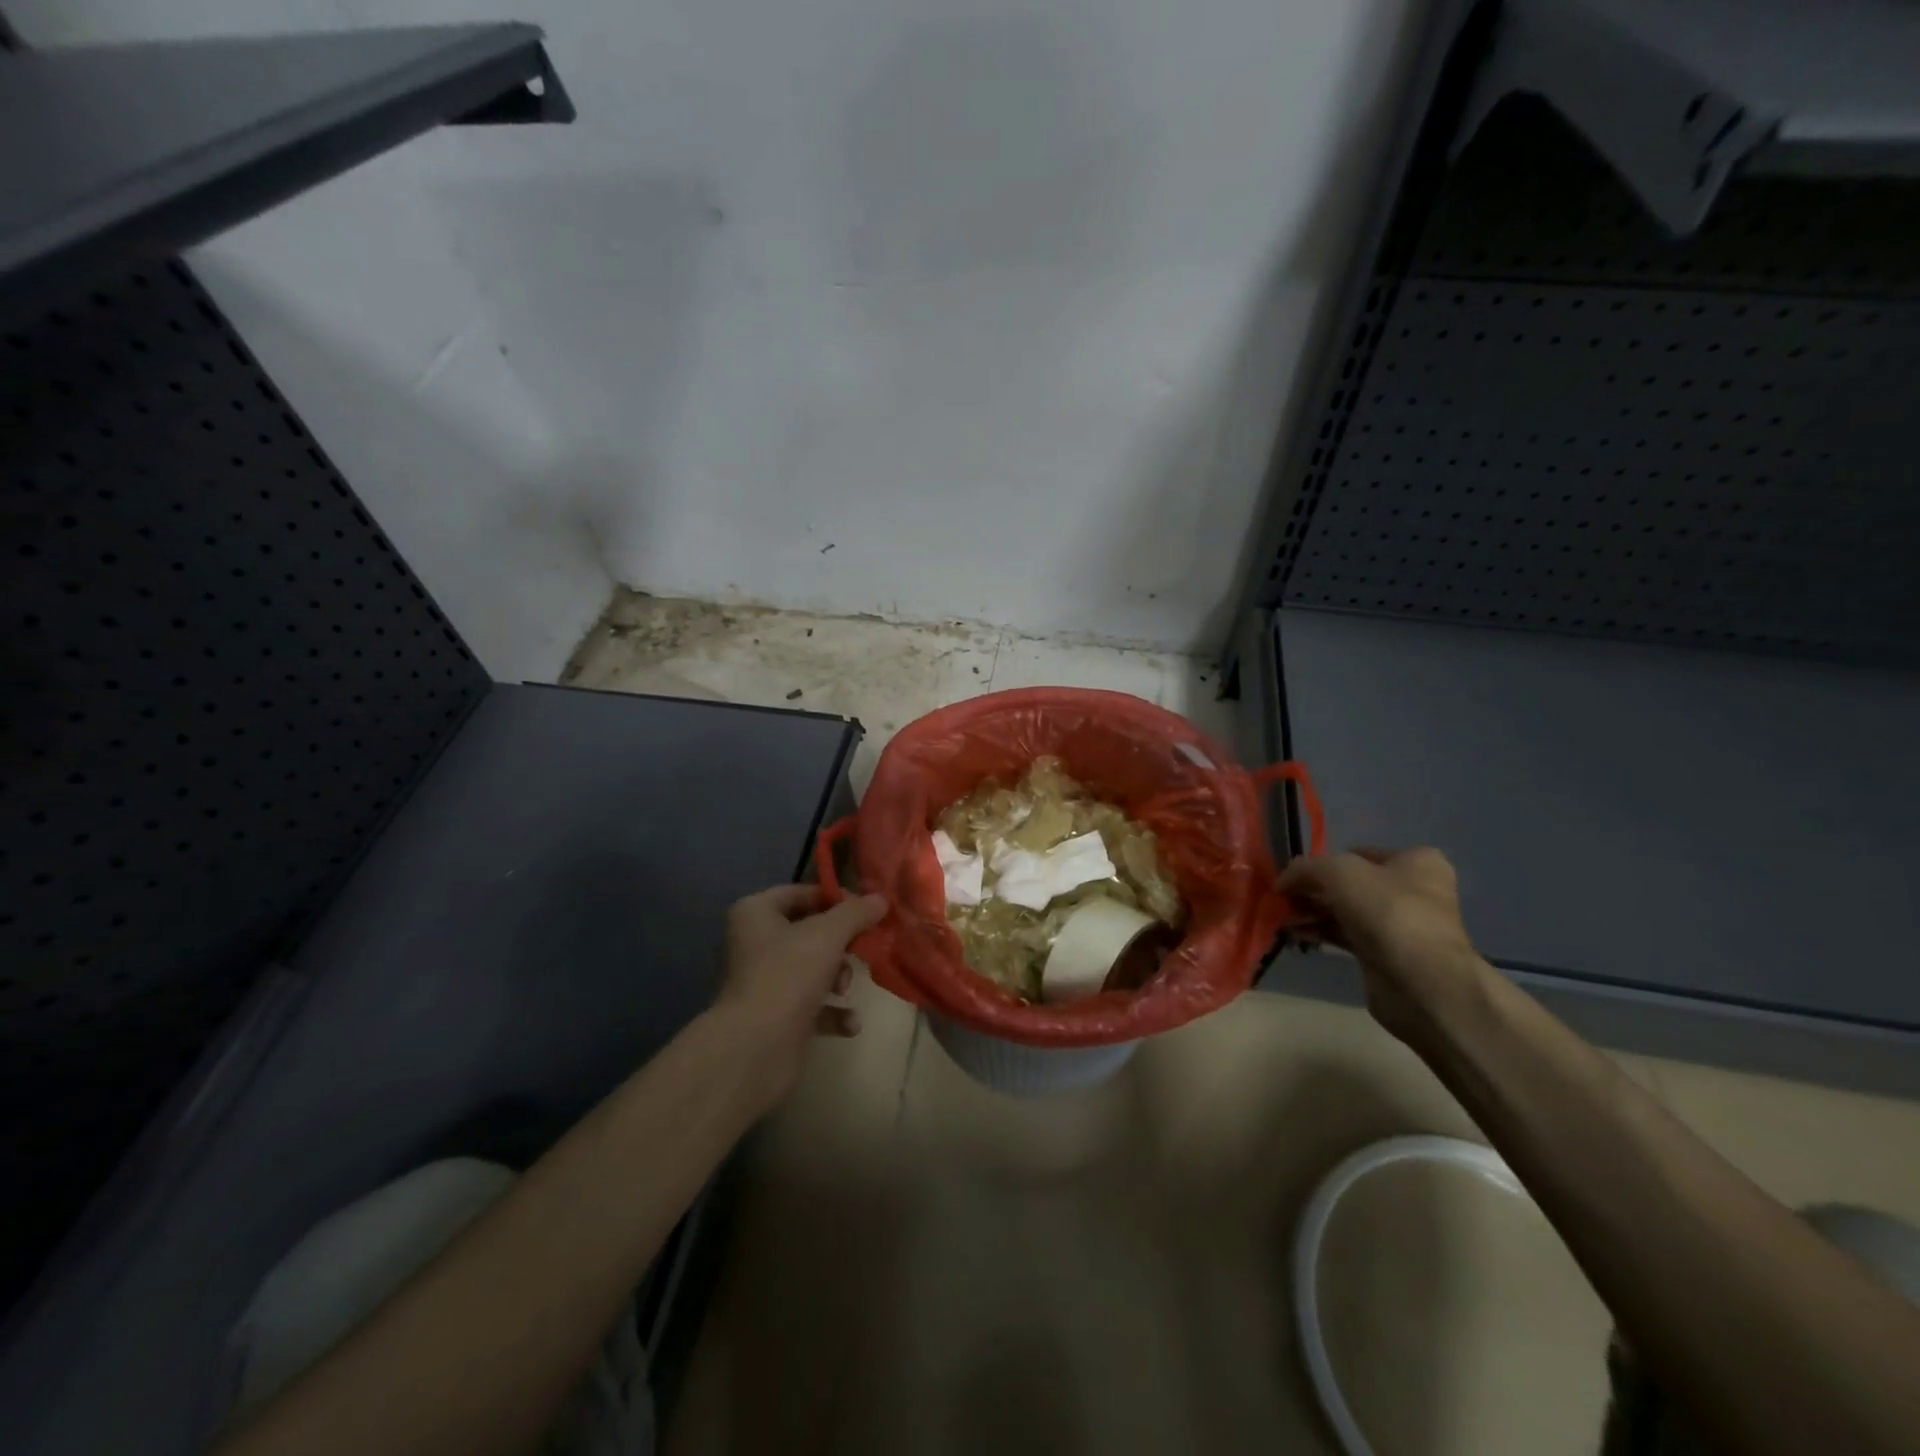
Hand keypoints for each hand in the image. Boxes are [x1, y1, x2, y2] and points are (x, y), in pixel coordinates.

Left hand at [713, 884, 888, 1107]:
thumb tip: (881, 899)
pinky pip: (813, 1006)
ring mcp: (766, 982)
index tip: (867, 909)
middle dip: (840, 944)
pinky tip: (850, 1022)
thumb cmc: (788, 975)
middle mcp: (756, 943)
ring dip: (838, 978)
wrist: (756, 1048)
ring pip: (814, 968)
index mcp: (756, 913)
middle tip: (864, 949)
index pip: (801, 893)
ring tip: (845, 989)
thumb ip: (856, 913)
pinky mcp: (777, 1017)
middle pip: (810, 932)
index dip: (835, 899)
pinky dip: (833, 1012)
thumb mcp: (829, 934)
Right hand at [1277, 847, 1487, 1042]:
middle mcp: (1412, 891)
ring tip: (1283, 918)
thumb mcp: (1339, 872)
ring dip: (1312, 912)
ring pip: (1345, 911)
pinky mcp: (1385, 955)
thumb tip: (1283, 880)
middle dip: (1314, 890)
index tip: (1297, 875)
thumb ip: (1306, 868)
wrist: (1421, 982)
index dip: (1325, 861)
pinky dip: (1321, 932)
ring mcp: (1400, 926)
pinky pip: (1345, 936)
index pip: (1360, 853)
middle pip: (1349, 884)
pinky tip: (1296, 934)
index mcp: (1416, 862)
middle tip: (1284, 898)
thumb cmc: (1388, 911)